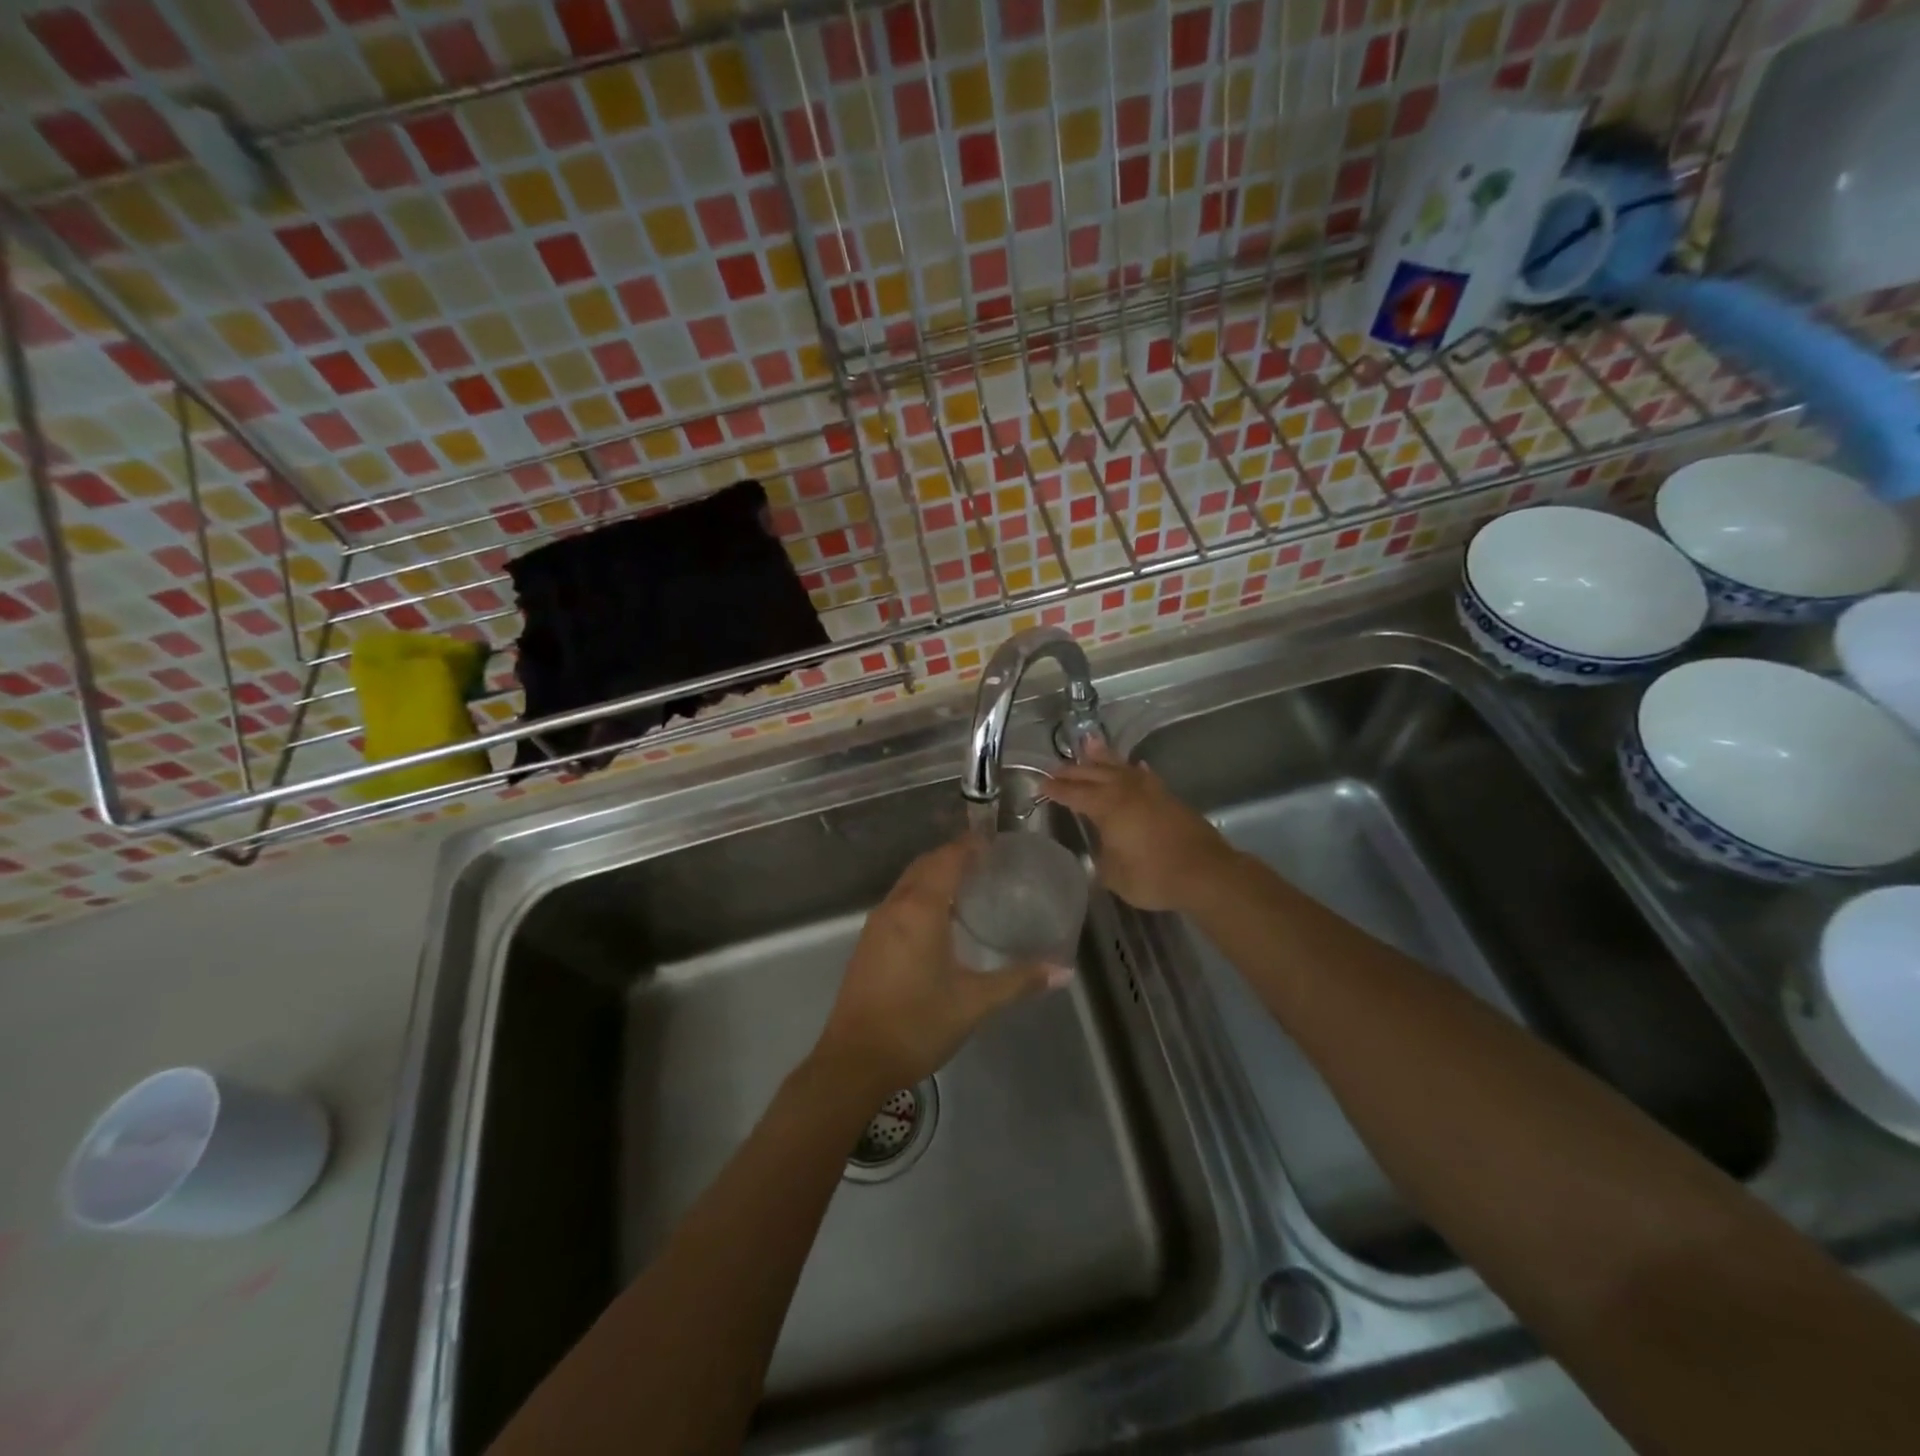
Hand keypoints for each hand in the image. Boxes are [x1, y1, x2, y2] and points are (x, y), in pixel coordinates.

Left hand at [815, 839, 1065, 1092]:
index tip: (995, 842)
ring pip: (908, 883)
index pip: (947, 859)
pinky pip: (898, 903)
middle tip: (988, 863)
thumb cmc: (917, 1024)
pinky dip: (920, 895)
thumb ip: (1018, 981)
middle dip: (953, 856)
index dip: (970, 844)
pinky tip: (940, 921)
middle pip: (925, 865)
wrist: (854, 1061)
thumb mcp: (974, 1003)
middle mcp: (895, 906)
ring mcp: (876, 924)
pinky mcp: (868, 943)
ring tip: (970, 887)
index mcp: (920, 909)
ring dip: (935, 875)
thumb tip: (1062, 971)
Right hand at [1045, 744, 1238, 911]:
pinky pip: (1143, 775)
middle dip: (1072, 771)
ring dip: (1101, 758)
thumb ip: (1104, 858)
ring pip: (1119, 767)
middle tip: (1055, 769)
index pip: (1074, 794)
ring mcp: (1150, 791)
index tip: (1041, 785)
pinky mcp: (1168, 797)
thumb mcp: (1115, 875)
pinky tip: (1134, 766)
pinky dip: (1133, 769)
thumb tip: (1104, 849)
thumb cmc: (1154, 876)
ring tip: (1088, 745)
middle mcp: (1126, 791)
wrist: (1205, 872)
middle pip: (1093, 774)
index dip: (1056, 790)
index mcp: (1107, 806)